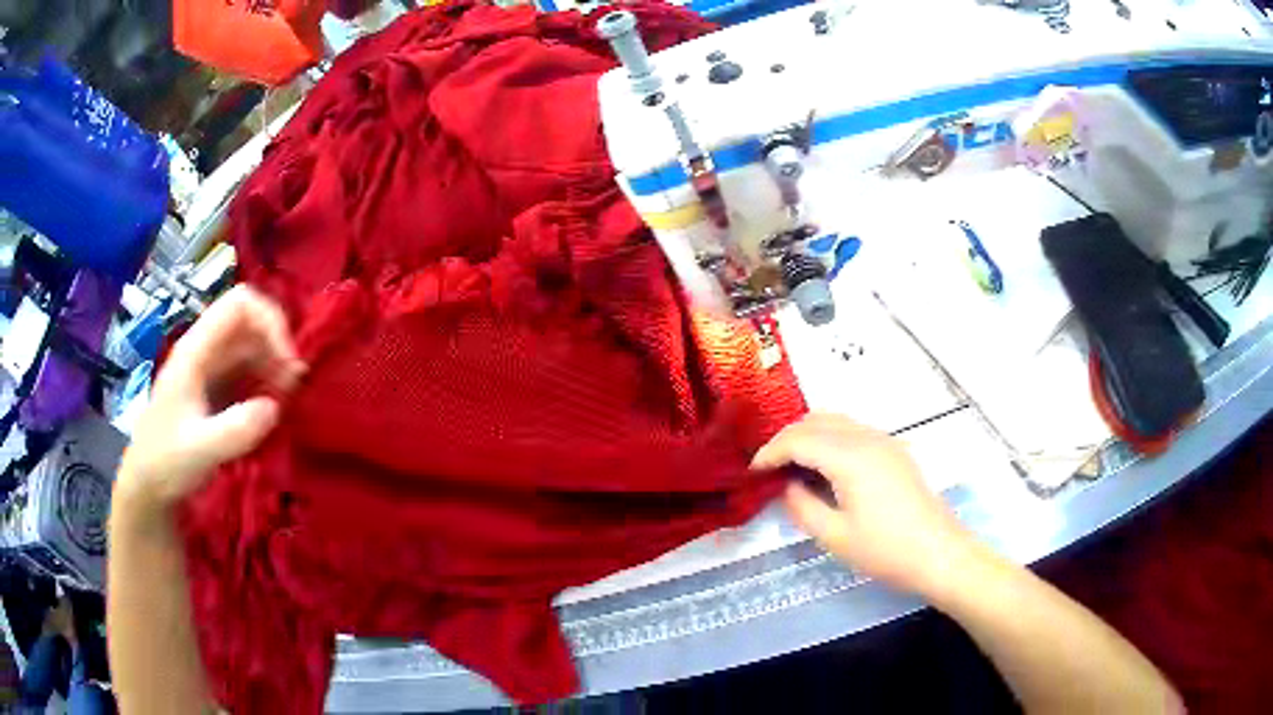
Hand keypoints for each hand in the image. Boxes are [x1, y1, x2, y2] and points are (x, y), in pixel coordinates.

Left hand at [116, 286, 305, 520]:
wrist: (148, 485)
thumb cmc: (166, 463)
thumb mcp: (200, 451)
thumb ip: (235, 430)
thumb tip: (274, 407)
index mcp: (195, 351)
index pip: (239, 305)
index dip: (269, 321)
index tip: (286, 362)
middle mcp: (204, 350)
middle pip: (249, 321)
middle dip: (276, 345)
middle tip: (293, 385)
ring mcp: (210, 368)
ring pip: (252, 345)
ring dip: (274, 364)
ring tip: (287, 399)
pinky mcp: (216, 389)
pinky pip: (248, 370)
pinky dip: (266, 382)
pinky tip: (273, 408)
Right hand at [752, 413, 975, 594]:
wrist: (940, 553)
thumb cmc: (886, 551)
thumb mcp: (835, 537)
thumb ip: (802, 506)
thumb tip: (785, 486)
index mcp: (850, 456)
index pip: (798, 439)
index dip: (769, 452)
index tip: (751, 473)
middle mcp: (867, 437)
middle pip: (816, 421)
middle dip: (786, 439)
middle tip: (767, 469)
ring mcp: (884, 441)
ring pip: (836, 421)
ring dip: (808, 436)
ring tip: (791, 467)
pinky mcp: (895, 451)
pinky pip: (853, 431)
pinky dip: (829, 440)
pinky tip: (824, 469)